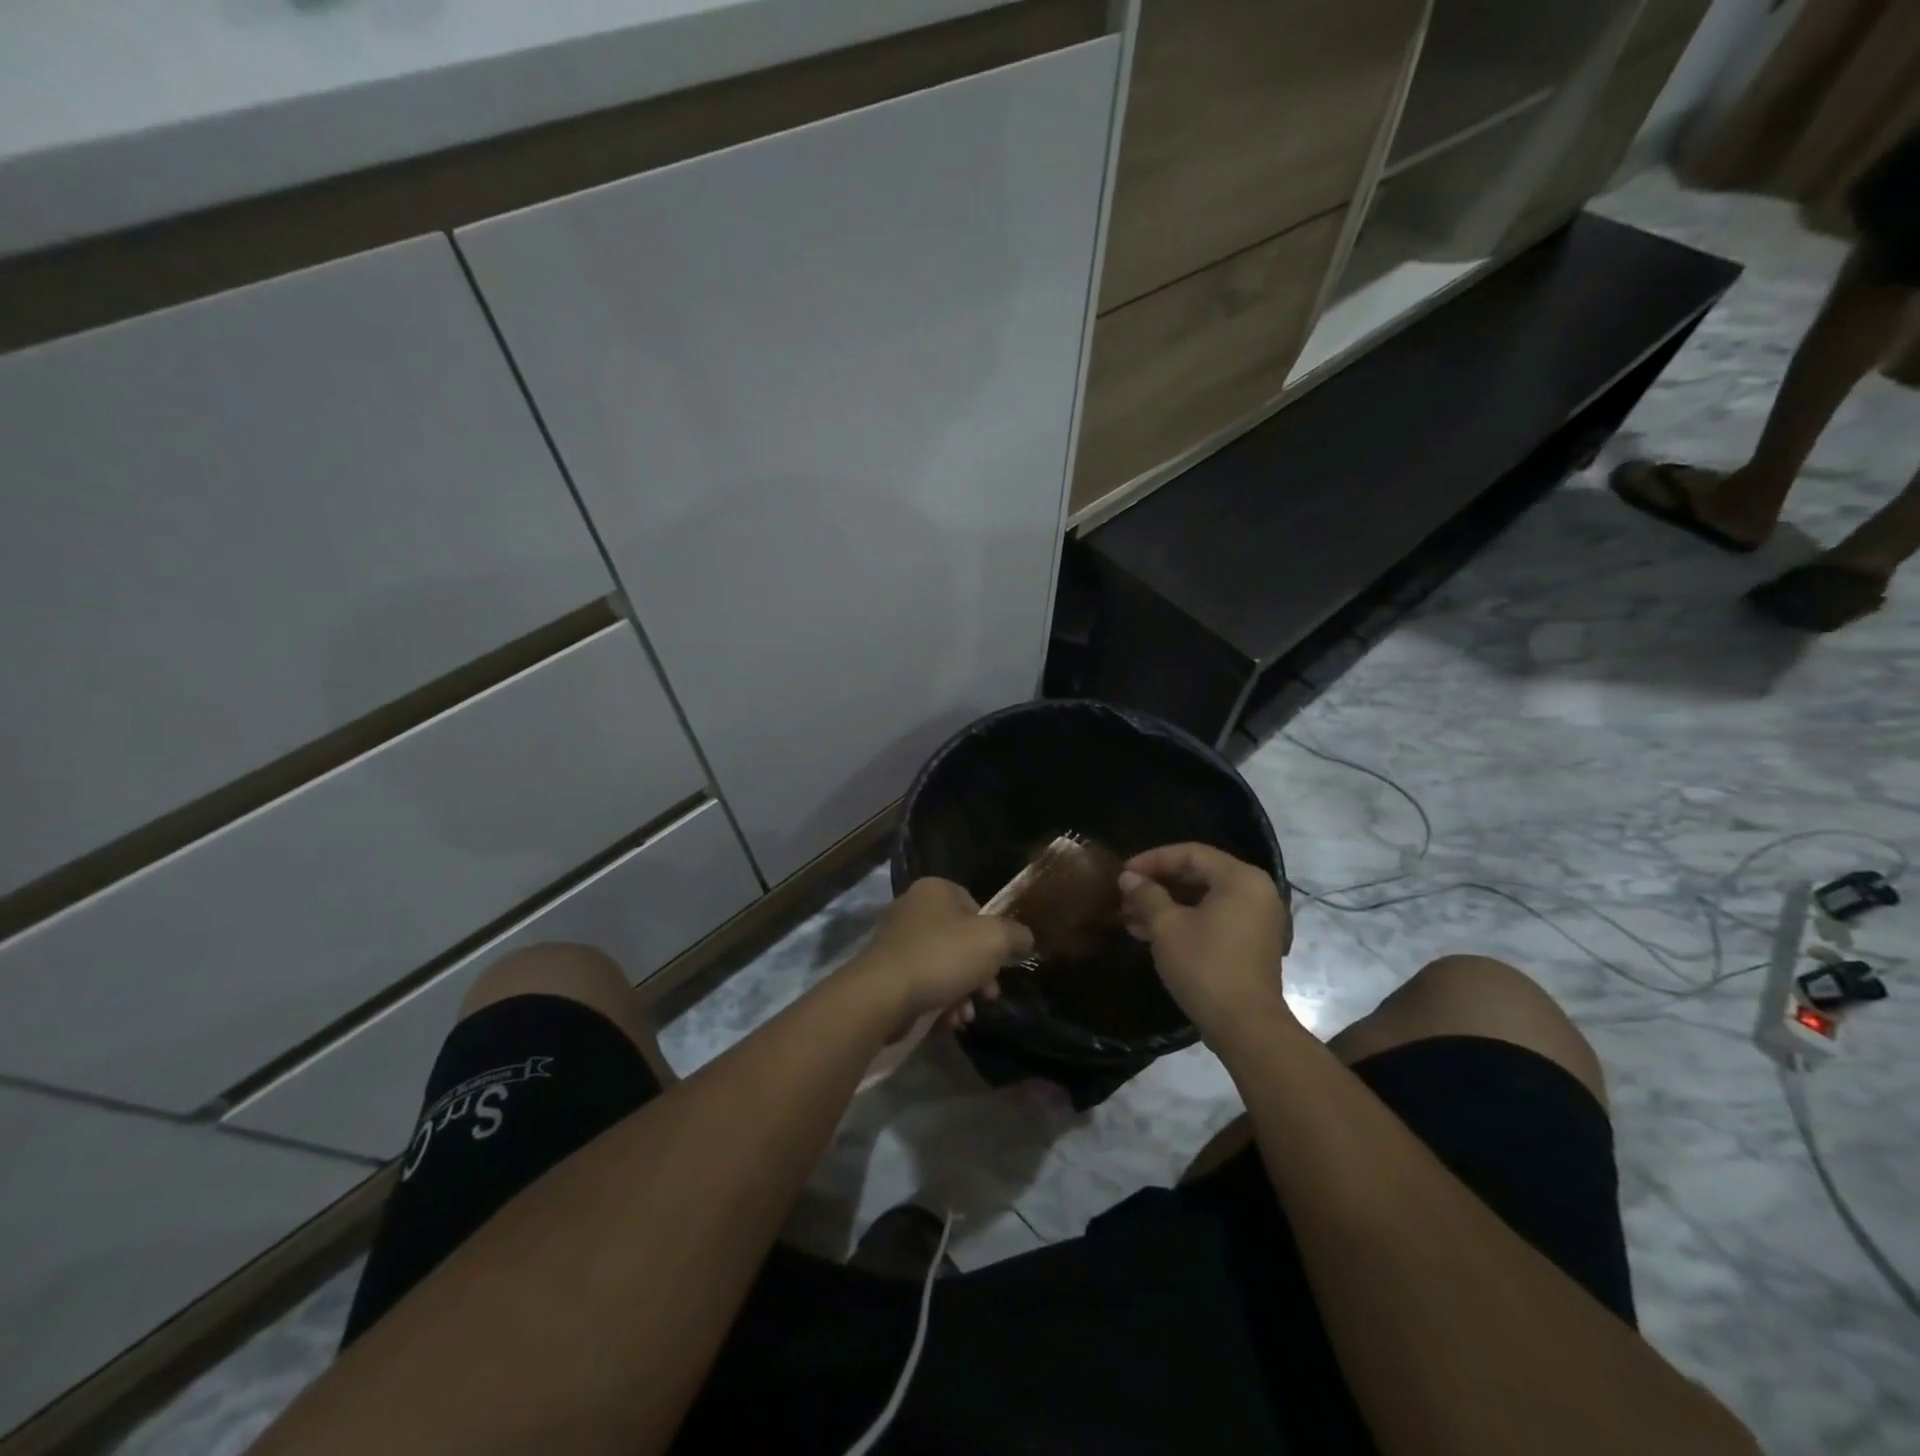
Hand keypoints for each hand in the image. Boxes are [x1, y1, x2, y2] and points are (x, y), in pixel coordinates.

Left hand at [850, 877, 1034, 1023]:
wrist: (883, 994)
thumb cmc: (942, 957)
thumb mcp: (994, 941)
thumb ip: (1016, 936)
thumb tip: (1024, 940)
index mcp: (935, 890)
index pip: (976, 907)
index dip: (993, 936)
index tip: (1000, 963)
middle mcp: (913, 908)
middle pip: (960, 940)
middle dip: (980, 973)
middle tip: (989, 995)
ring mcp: (897, 941)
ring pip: (943, 966)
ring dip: (962, 993)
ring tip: (965, 1016)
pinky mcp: (887, 972)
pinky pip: (923, 983)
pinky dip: (938, 1002)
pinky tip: (946, 1022)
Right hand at [1118, 844, 1291, 1036]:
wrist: (1245, 1026)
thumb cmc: (1205, 966)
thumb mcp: (1167, 926)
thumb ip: (1146, 895)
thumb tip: (1128, 878)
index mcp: (1240, 879)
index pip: (1190, 854)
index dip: (1152, 860)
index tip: (1123, 873)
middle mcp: (1254, 891)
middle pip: (1198, 874)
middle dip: (1157, 884)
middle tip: (1124, 895)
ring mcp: (1256, 918)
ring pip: (1202, 898)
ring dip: (1165, 904)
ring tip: (1129, 916)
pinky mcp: (1251, 942)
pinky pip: (1213, 917)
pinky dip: (1184, 920)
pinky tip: (1149, 933)